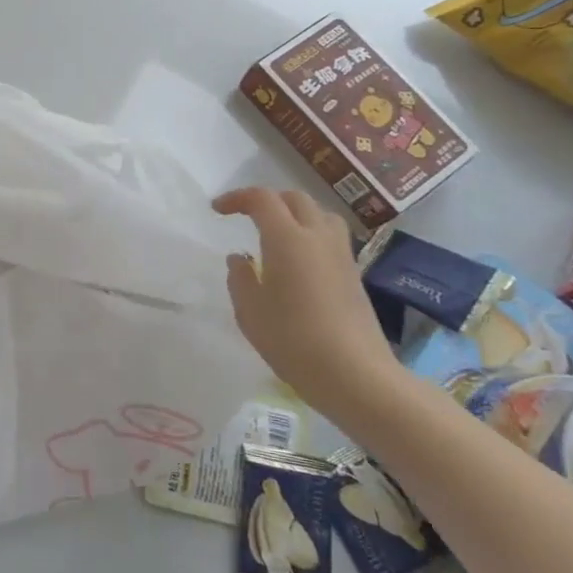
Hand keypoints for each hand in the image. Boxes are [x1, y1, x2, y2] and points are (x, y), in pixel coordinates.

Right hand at [211, 187, 403, 425]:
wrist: (355, 375)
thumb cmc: (293, 340)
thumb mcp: (250, 311)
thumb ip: (240, 278)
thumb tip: (240, 259)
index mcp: (287, 239)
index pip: (262, 199)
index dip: (237, 198)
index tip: (218, 210)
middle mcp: (317, 237)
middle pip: (295, 199)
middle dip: (267, 201)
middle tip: (246, 217)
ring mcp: (341, 255)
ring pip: (319, 214)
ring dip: (295, 214)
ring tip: (276, 233)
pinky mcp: (354, 274)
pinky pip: (330, 237)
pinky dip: (310, 234)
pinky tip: (298, 261)